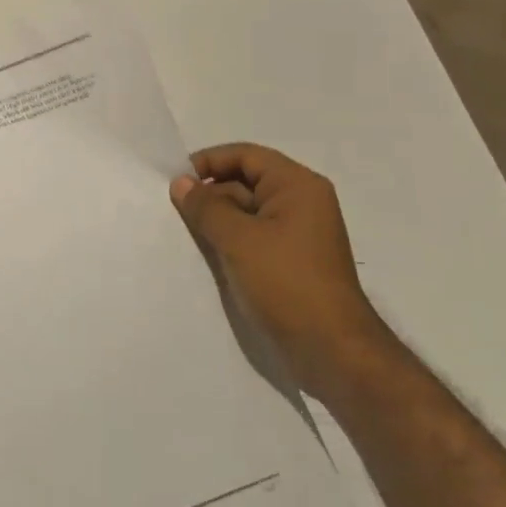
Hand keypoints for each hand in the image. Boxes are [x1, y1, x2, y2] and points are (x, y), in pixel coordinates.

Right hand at [170, 144, 386, 393]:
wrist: (332, 351)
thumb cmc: (287, 283)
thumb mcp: (238, 240)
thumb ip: (206, 207)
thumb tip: (181, 183)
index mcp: (298, 186)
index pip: (247, 155)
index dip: (210, 162)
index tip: (176, 180)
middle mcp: (302, 203)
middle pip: (246, 181)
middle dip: (211, 192)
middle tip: (173, 209)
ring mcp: (297, 234)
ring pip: (247, 212)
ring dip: (217, 218)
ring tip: (183, 232)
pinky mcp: (291, 262)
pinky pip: (254, 237)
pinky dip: (229, 240)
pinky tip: (204, 253)